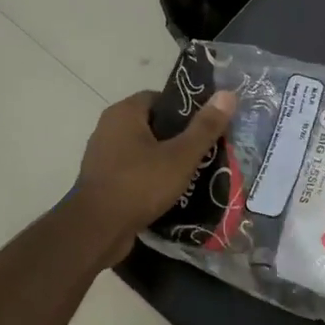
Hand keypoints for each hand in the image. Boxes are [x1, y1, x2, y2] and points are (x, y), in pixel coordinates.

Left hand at [73, 89, 237, 258]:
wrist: (96, 231)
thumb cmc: (139, 185)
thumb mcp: (180, 156)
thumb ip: (205, 127)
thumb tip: (228, 94)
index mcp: (124, 113)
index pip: (160, 98)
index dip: (186, 109)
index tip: (206, 126)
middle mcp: (109, 127)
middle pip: (153, 124)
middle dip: (179, 137)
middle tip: (205, 151)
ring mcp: (102, 155)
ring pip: (143, 149)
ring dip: (165, 159)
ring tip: (193, 173)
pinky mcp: (102, 180)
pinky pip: (133, 170)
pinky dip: (150, 177)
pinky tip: (170, 192)